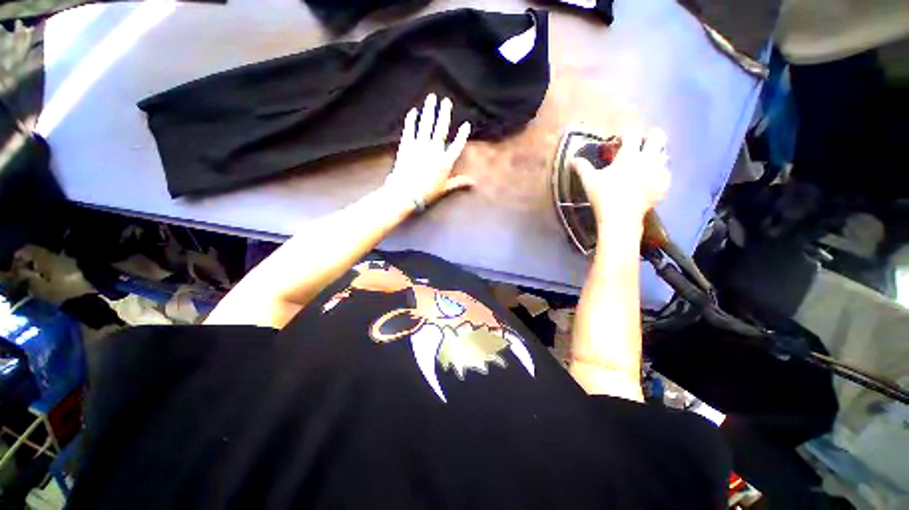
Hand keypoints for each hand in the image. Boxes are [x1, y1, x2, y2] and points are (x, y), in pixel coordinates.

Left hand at [383, 93, 472, 209]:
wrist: (406, 193)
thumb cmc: (427, 193)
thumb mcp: (445, 188)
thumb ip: (459, 183)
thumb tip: (473, 183)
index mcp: (445, 162)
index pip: (457, 145)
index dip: (462, 135)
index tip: (465, 125)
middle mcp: (434, 151)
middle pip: (441, 128)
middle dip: (444, 113)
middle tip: (446, 101)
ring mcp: (420, 146)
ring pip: (426, 124)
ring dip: (429, 110)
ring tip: (432, 98)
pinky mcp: (407, 145)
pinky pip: (410, 129)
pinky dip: (411, 120)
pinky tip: (413, 111)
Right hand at [570, 125, 669, 230]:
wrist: (621, 218)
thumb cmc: (604, 196)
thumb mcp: (589, 181)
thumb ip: (582, 167)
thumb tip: (572, 160)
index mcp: (629, 155)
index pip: (632, 133)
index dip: (625, 135)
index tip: (619, 142)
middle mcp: (648, 159)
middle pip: (657, 136)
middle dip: (649, 137)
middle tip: (639, 146)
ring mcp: (658, 172)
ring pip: (664, 154)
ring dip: (655, 155)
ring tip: (643, 164)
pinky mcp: (663, 185)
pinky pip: (666, 173)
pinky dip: (659, 173)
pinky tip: (649, 180)